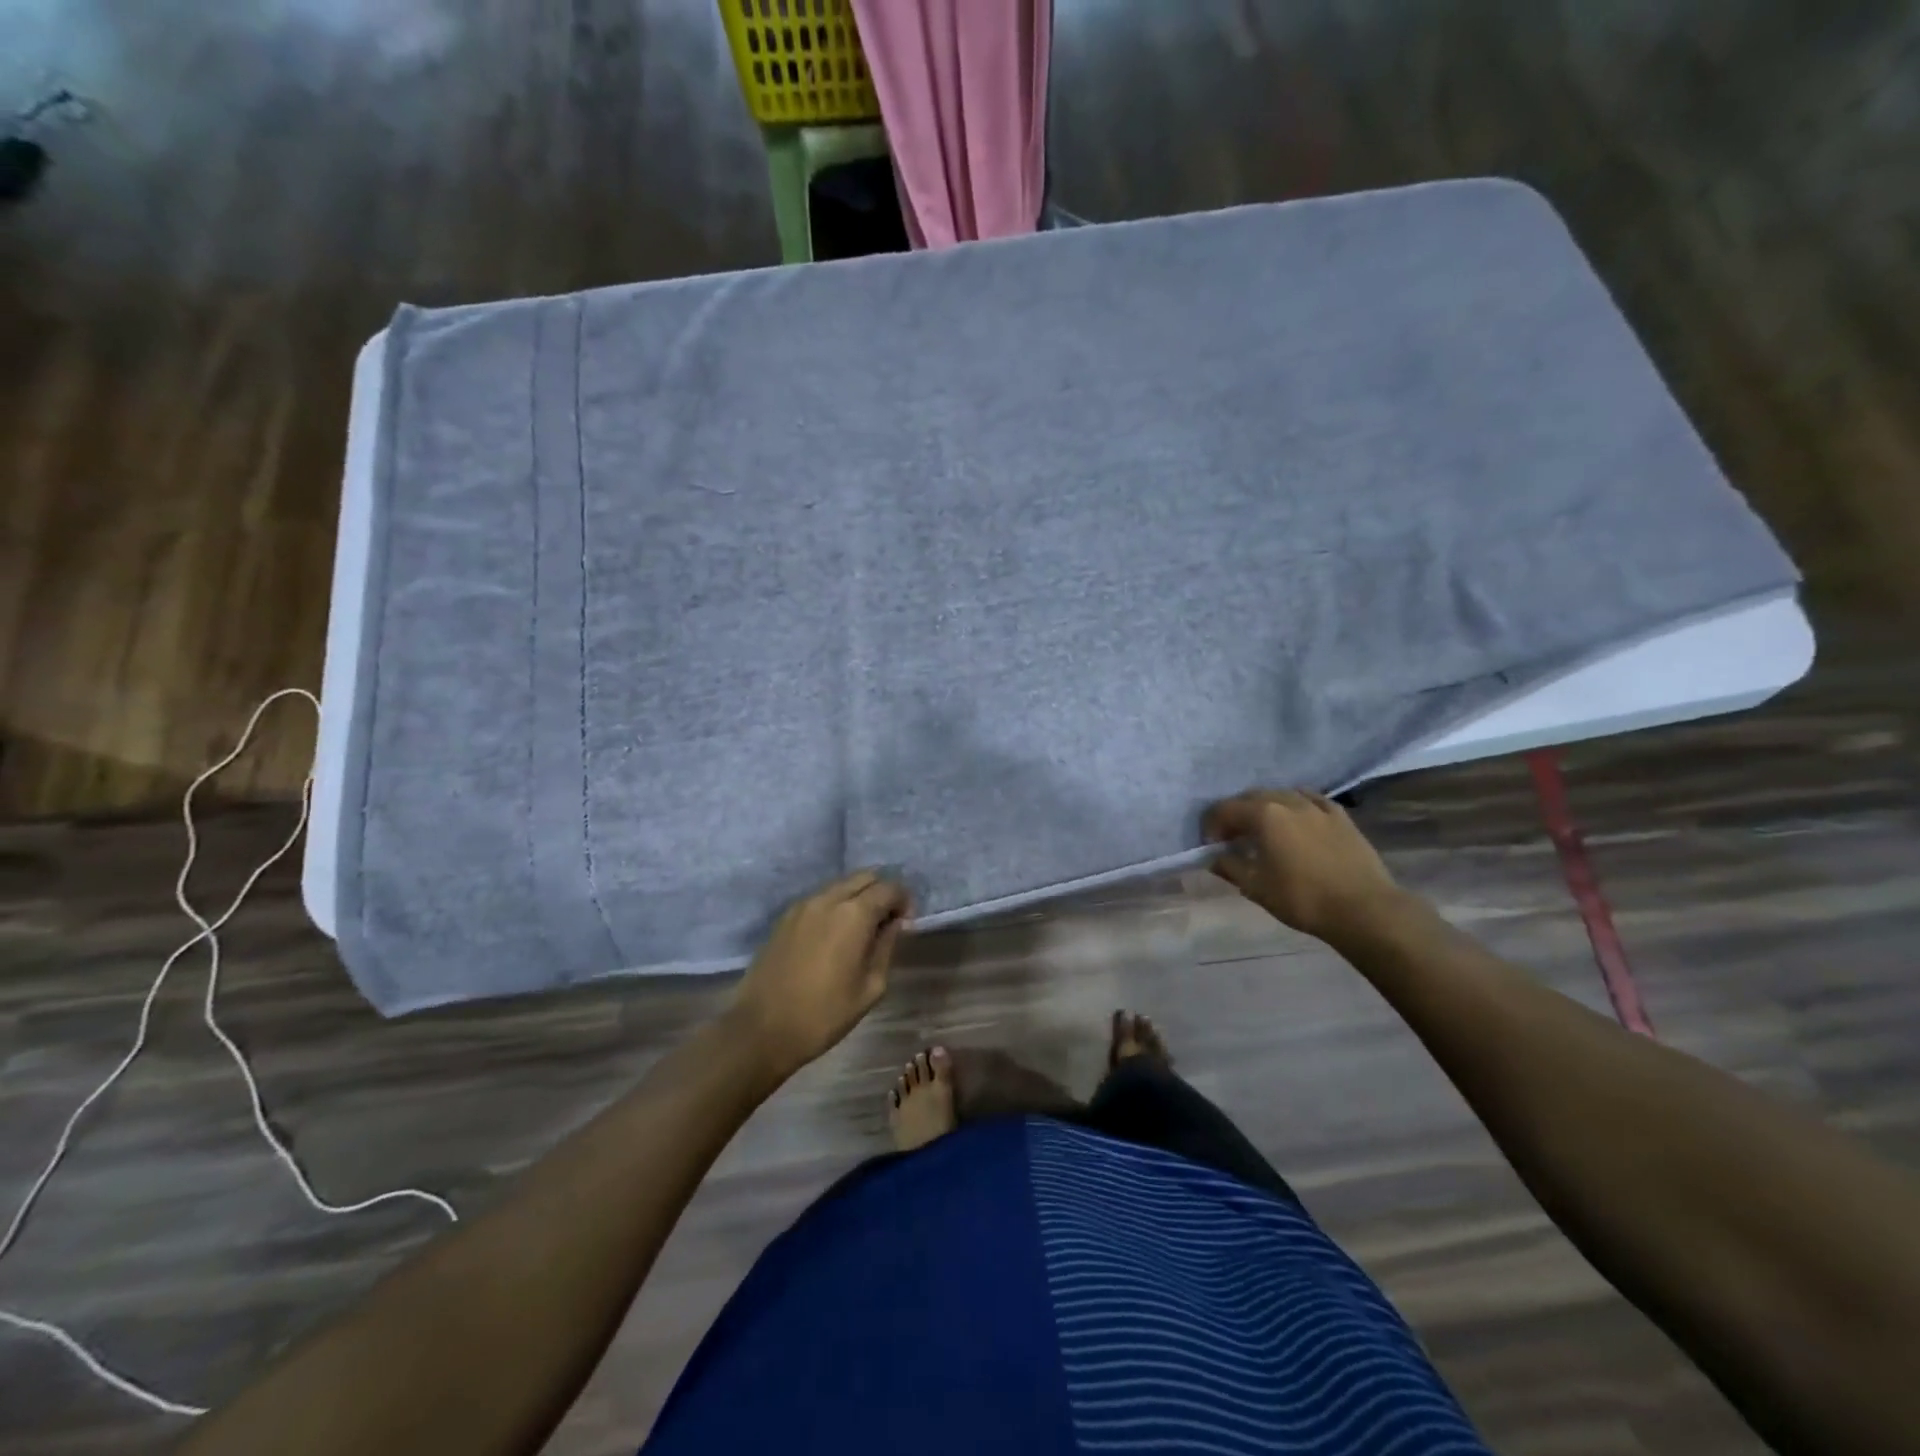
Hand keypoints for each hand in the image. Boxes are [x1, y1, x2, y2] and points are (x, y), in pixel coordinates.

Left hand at [728, 870, 912, 1075]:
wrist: (761, 1029)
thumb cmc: (823, 1014)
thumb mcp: (870, 987)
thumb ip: (886, 947)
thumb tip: (895, 924)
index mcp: (853, 914)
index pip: (889, 888)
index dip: (904, 901)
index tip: (906, 924)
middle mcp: (828, 899)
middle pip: (864, 877)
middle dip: (882, 892)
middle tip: (887, 922)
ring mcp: (802, 905)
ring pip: (841, 885)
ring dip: (858, 897)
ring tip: (862, 929)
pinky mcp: (785, 917)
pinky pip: (820, 898)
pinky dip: (836, 905)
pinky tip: (835, 935)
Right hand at [1203, 788, 1402, 943]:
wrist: (1364, 909)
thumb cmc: (1303, 898)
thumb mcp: (1256, 888)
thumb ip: (1231, 868)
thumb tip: (1216, 859)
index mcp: (1264, 815)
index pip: (1225, 809)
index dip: (1212, 825)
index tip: (1210, 845)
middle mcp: (1288, 801)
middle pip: (1252, 797)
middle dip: (1237, 814)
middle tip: (1232, 838)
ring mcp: (1318, 806)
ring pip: (1282, 795)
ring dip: (1265, 807)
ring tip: (1264, 829)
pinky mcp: (1341, 816)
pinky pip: (1311, 800)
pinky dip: (1296, 805)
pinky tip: (1297, 818)